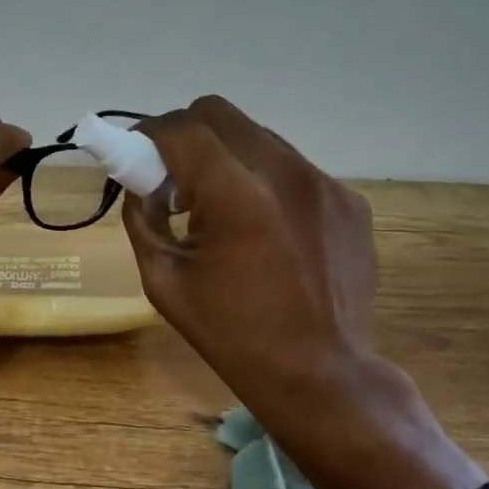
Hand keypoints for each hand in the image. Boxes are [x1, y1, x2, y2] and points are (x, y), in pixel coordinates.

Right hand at [122, 96, 379, 424]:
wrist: (321, 375)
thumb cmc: (231, 333)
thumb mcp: (163, 278)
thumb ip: (142, 216)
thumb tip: (142, 181)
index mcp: (235, 195)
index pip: (181, 128)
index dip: (149, 134)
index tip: (138, 157)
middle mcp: (285, 173)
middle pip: (219, 113)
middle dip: (186, 135)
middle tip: (177, 179)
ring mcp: (325, 184)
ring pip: (258, 135)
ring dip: (227, 155)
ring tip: (223, 206)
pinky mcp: (349, 200)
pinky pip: (292, 168)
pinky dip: (266, 181)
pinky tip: (266, 228)